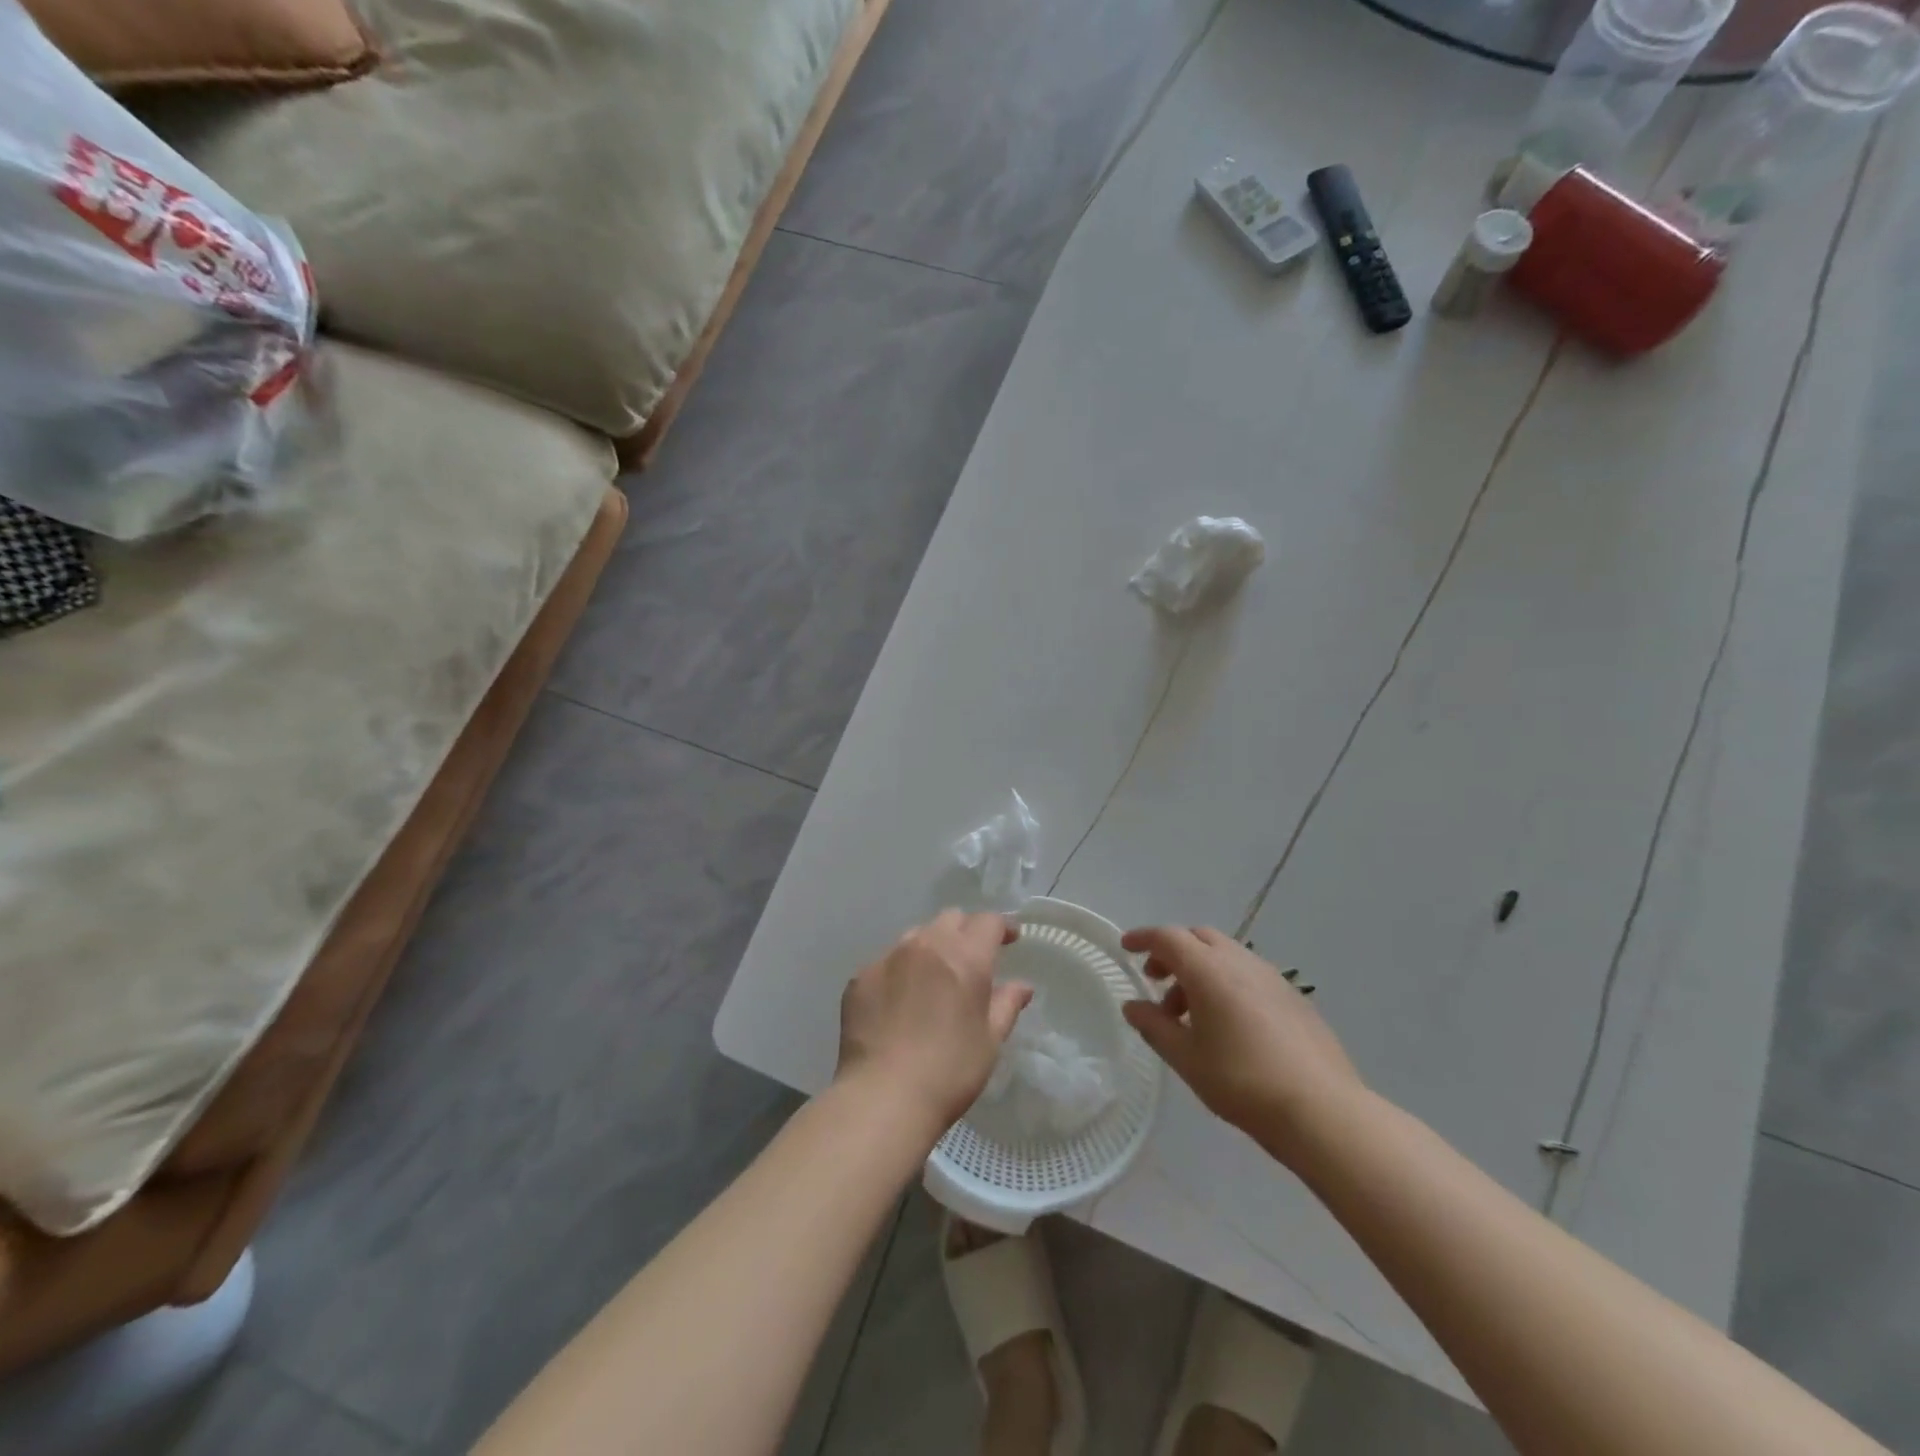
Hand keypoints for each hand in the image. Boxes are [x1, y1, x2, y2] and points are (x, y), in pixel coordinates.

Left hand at [837, 910, 1032, 1131]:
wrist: (882, 1097)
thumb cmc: (949, 1072)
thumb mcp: (990, 1041)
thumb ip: (1006, 1005)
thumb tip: (1022, 986)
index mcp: (965, 957)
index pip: (988, 922)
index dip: (1003, 928)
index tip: (1011, 940)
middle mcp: (925, 945)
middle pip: (951, 919)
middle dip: (966, 931)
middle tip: (972, 959)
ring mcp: (888, 958)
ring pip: (916, 935)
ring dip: (931, 947)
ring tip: (933, 978)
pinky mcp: (860, 977)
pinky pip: (887, 962)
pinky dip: (900, 972)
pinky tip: (900, 1002)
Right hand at [1121, 926, 1365, 1165]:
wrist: (1321, 1110)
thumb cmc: (1242, 1082)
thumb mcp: (1186, 1058)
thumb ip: (1154, 1026)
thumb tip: (1132, 1006)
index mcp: (1208, 970)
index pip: (1168, 938)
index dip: (1143, 939)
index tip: (1126, 948)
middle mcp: (1240, 962)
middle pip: (1198, 938)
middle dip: (1173, 953)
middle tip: (1157, 982)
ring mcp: (1272, 977)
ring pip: (1225, 955)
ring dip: (1200, 971)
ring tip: (1190, 1015)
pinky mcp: (1294, 998)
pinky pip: (1249, 974)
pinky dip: (1227, 983)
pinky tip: (1228, 1025)